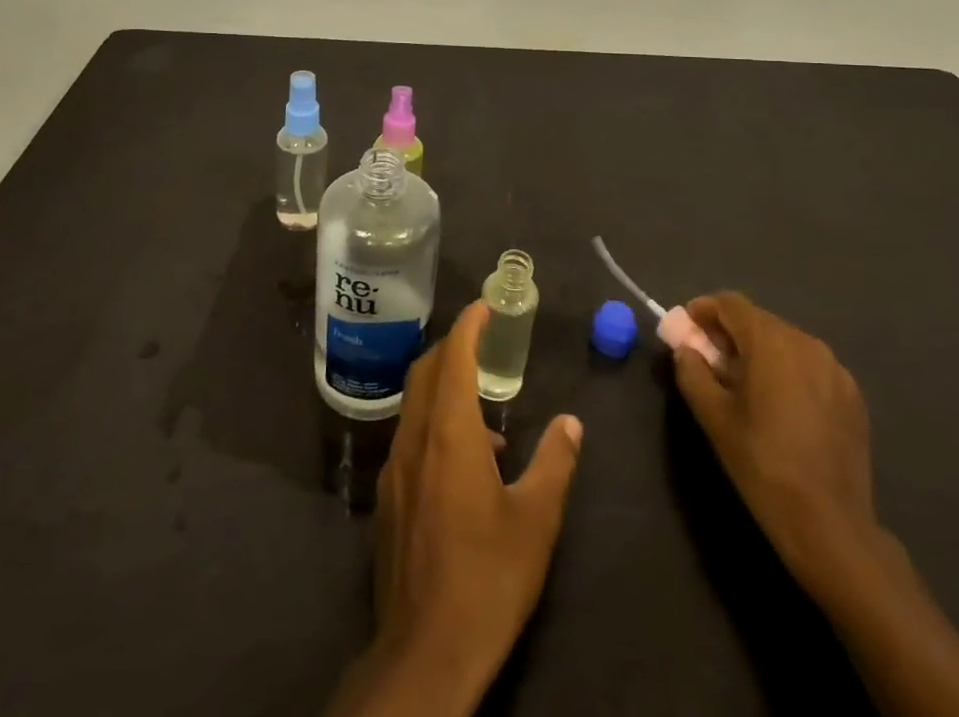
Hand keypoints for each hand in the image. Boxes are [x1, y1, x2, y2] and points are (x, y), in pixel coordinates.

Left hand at [327, 302, 583, 716]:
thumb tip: (571, 422)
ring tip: (485, 408)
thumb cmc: (487, 577)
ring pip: (415, 403)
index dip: (470, 325)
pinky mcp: (387, 498)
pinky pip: (410, 436)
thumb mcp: (536, 519)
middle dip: (453, 346)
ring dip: (444, 386)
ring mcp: (395, 468)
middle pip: (427, 370)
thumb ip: (555, 462)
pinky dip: (435, 423)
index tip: (486, 305)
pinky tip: (465, 461)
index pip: (455, 356)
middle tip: (483, 339)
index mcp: (450, 432)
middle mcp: (415, 438)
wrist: (425, 652)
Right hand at [672, 292, 877, 587]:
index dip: (704, 310)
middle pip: (759, 321)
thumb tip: (685, 349)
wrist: (831, 524)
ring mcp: (835, 368)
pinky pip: (810, 367)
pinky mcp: (852, 395)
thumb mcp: (713, 417)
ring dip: (759, 352)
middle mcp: (806, 342)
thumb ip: (692, 372)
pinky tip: (779, 406)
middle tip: (709, 359)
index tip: (687, 328)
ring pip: (785, 342)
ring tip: (743, 385)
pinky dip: (787, 372)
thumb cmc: (762, 464)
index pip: (731, 304)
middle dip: (730, 333)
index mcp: (771, 341)